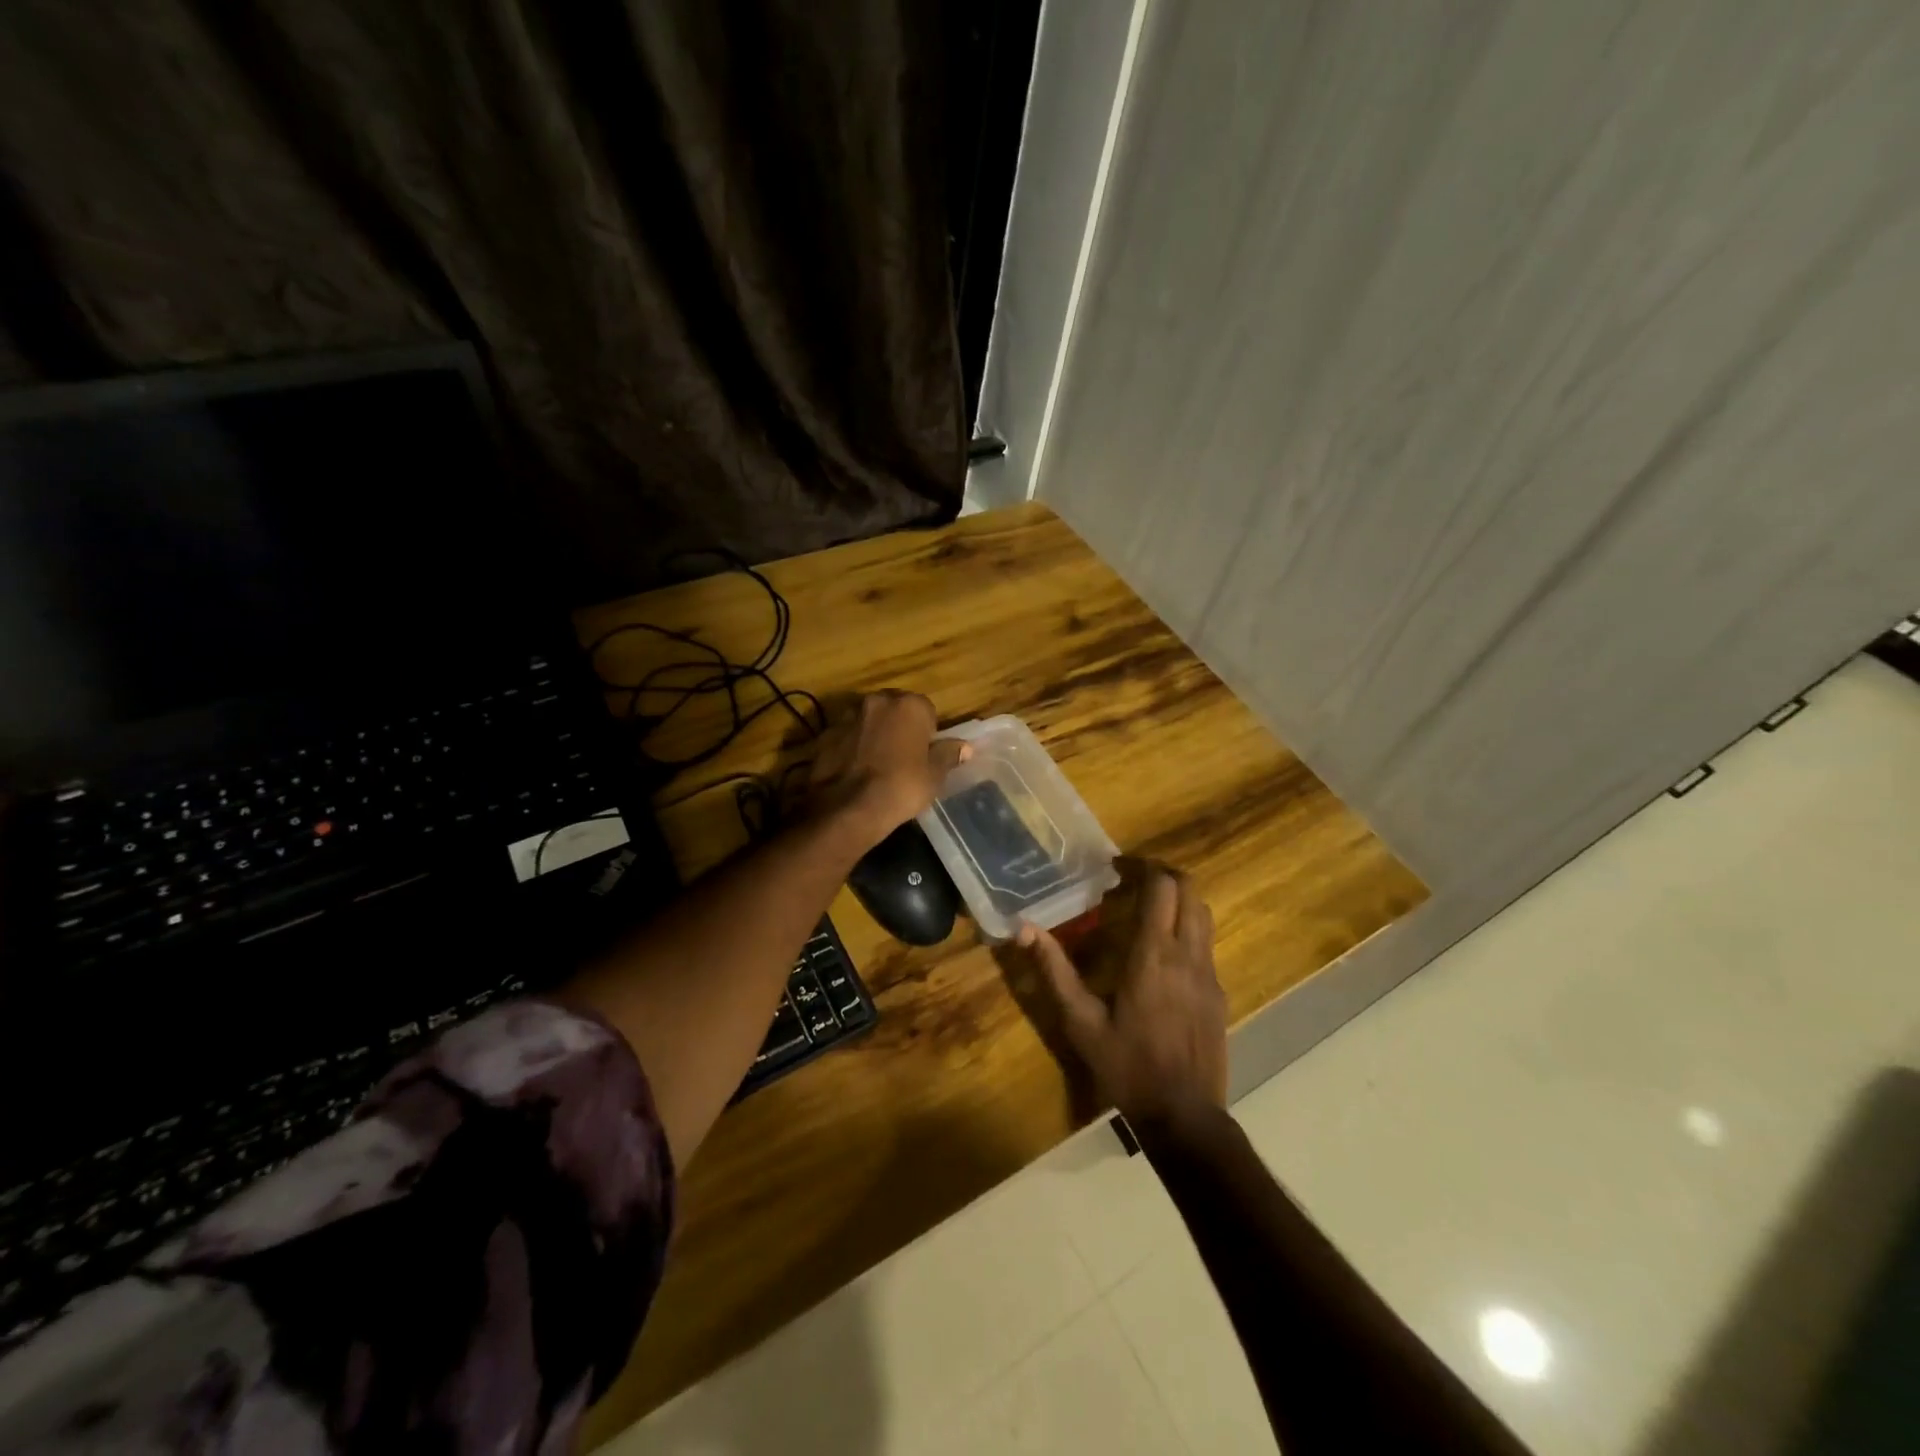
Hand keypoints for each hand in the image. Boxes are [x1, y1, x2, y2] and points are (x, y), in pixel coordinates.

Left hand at [807, 691, 968, 843]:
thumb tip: (965, 747)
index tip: (924, 754)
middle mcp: (877, 701)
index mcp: (909, 705)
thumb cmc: (901, 788)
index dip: (927, 732)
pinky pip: (846, 736)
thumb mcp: (934, 776)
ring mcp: (847, 716)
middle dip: (899, 727)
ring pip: (868, 720)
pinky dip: (850, 747)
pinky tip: (853, 771)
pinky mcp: (825, 734)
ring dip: (873, 734)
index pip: (926, 710)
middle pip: (894, 709)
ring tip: (876, 766)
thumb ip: (948, 755)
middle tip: (902, 758)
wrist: (848, 808)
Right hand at [1018, 865, 1226, 1123]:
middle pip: (1190, 891)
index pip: (1163, 888)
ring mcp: (1209, 974)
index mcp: (1153, 955)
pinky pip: (1206, 944)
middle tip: (1134, 878)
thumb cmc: (1126, 1066)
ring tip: (1148, 908)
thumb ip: (1053, 971)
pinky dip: (1187, 929)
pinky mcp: (1218, 993)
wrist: (1184, 1116)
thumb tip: (1024, 928)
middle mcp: (1187, 955)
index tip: (1118, 866)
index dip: (1144, 866)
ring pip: (1204, 915)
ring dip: (1179, 900)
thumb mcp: (1080, 1021)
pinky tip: (1162, 953)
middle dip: (1165, 875)